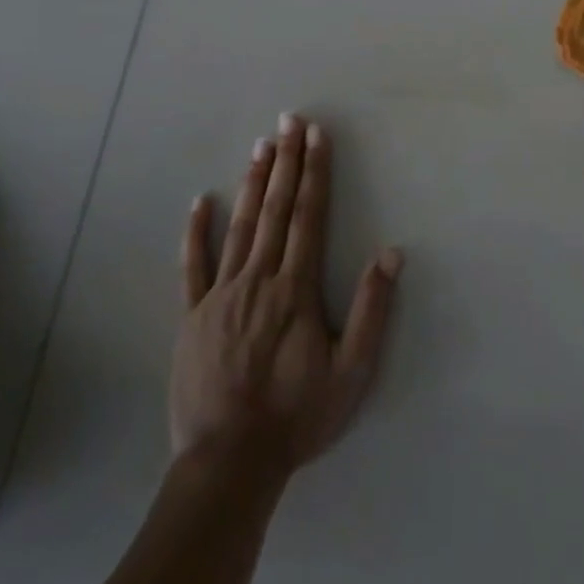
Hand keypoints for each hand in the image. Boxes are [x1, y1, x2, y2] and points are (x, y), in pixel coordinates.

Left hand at [173, 114, 401, 473]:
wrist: (229, 463)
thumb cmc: (297, 416)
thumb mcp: (351, 371)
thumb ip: (372, 309)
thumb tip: (391, 253)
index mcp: (295, 288)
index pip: (309, 216)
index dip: (314, 172)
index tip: (316, 136)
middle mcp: (258, 279)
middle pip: (275, 209)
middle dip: (285, 161)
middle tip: (289, 120)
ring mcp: (220, 295)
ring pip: (239, 226)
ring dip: (252, 183)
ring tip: (260, 145)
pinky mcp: (191, 316)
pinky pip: (192, 266)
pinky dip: (197, 231)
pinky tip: (201, 201)